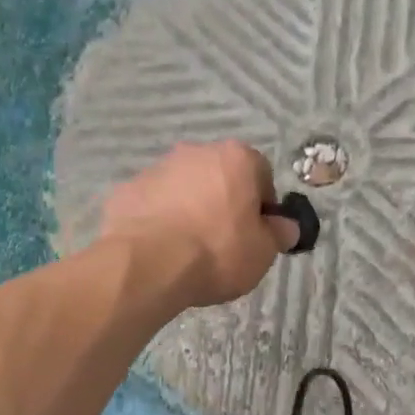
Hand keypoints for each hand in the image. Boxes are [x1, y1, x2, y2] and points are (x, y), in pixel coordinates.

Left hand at [100, 141, 299, 306]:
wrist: (149, 263)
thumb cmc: (218, 252)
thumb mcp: (263, 252)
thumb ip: (278, 234)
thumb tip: (286, 226)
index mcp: (237, 158)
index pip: (261, 174)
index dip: (262, 206)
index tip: (257, 234)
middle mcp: (197, 152)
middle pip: (220, 177)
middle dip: (224, 204)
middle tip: (224, 243)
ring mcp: (158, 168)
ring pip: (185, 189)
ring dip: (191, 210)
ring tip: (189, 250)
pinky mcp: (128, 189)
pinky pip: (155, 204)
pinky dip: (161, 221)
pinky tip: (162, 250)